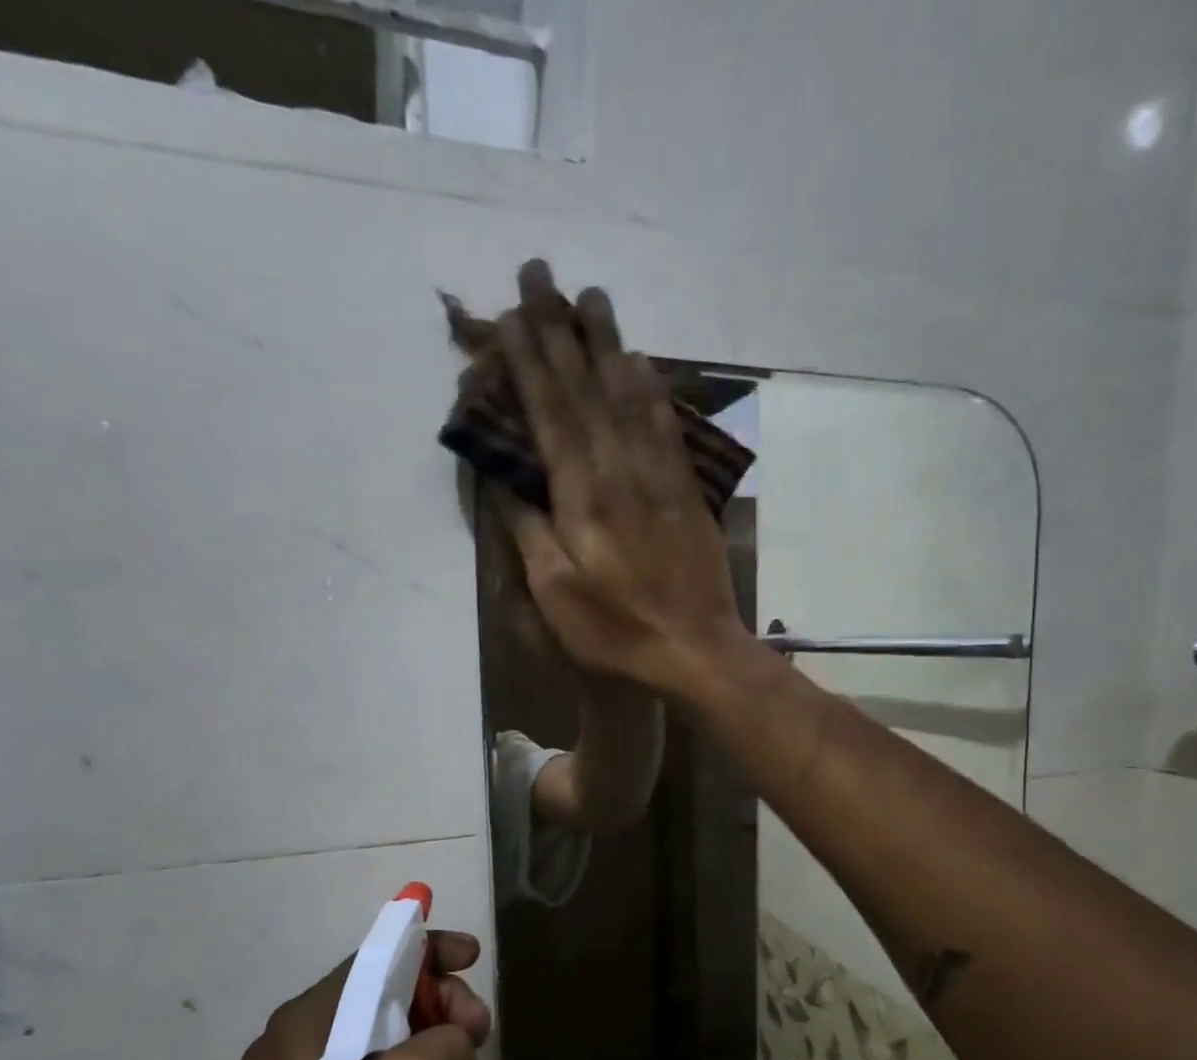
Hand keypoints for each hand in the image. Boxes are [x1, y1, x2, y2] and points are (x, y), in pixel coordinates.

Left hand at [128, 932, 492, 1059]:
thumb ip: (443, 1038)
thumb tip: (448, 1042)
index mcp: (306, 1026)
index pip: (377, 958)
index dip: (432, 949)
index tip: (475, 958)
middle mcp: (294, 1051)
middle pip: (388, 1005)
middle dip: (444, 1022)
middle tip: (481, 1049)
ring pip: (389, 1057)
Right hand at [491, 260, 750, 698]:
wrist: (695, 647)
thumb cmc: (615, 630)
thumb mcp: (554, 593)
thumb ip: (528, 529)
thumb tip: (502, 476)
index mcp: (582, 498)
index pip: (551, 413)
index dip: (529, 361)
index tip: (512, 314)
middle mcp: (620, 472)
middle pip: (587, 389)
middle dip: (560, 330)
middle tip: (541, 274)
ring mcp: (659, 476)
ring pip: (629, 394)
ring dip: (608, 342)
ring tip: (591, 295)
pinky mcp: (686, 490)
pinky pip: (666, 425)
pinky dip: (651, 386)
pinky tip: (641, 360)